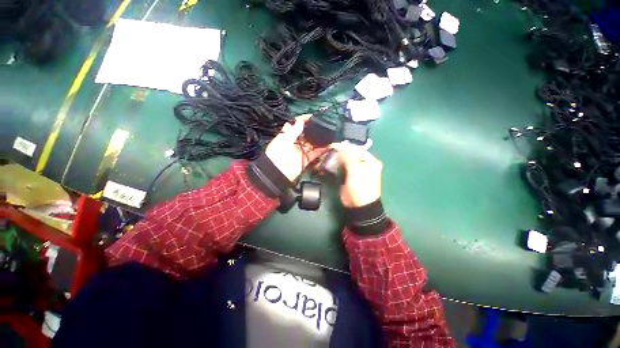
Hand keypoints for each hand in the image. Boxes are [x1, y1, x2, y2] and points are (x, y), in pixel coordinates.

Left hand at [265, 114, 329, 181]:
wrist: (277, 172)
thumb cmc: (278, 153)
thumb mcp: (284, 140)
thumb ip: (294, 131)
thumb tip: (301, 121)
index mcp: (288, 135)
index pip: (296, 125)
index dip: (303, 120)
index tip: (312, 116)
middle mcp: (296, 142)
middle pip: (306, 134)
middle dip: (313, 129)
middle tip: (323, 124)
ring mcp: (302, 150)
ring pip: (312, 143)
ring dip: (320, 139)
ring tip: (329, 133)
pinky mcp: (307, 159)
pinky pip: (316, 153)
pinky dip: (322, 150)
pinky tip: (329, 145)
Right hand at [331, 142, 382, 207]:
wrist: (359, 206)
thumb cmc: (361, 187)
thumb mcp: (356, 170)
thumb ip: (348, 157)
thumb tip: (341, 146)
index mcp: (370, 161)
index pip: (356, 149)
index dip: (345, 147)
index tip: (333, 145)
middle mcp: (363, 163)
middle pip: (350, 154)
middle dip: (340, 152)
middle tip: (329, 150)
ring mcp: (355, 170)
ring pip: (344, 161)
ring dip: (336, 158)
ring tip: (327, 156)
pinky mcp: (348, 176)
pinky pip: (341, 168)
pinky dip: (335, 165)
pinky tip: (329, 163)